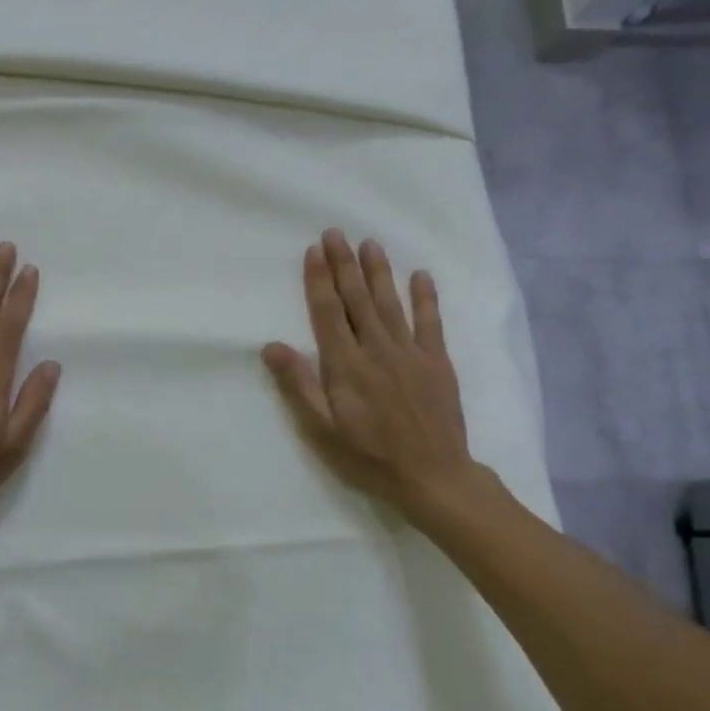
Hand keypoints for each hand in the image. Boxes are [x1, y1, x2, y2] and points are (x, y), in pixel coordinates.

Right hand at [262, 229, 486, 522]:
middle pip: (357, 300)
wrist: (433, 477)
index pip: (328, 313)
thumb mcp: (322, 430)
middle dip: (345, 265)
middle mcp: (377, 350)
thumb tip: (271, 346)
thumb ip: (299, 385)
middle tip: (336, 233)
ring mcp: (410, 353)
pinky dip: (426, 297)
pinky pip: (431, 322)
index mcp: (346, 366)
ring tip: (370, 244)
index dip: (319, 280)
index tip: (314, 251)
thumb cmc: (368, 457)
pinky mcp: (437, 362)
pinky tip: (421, 275)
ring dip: (379, 272)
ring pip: (390, 303)